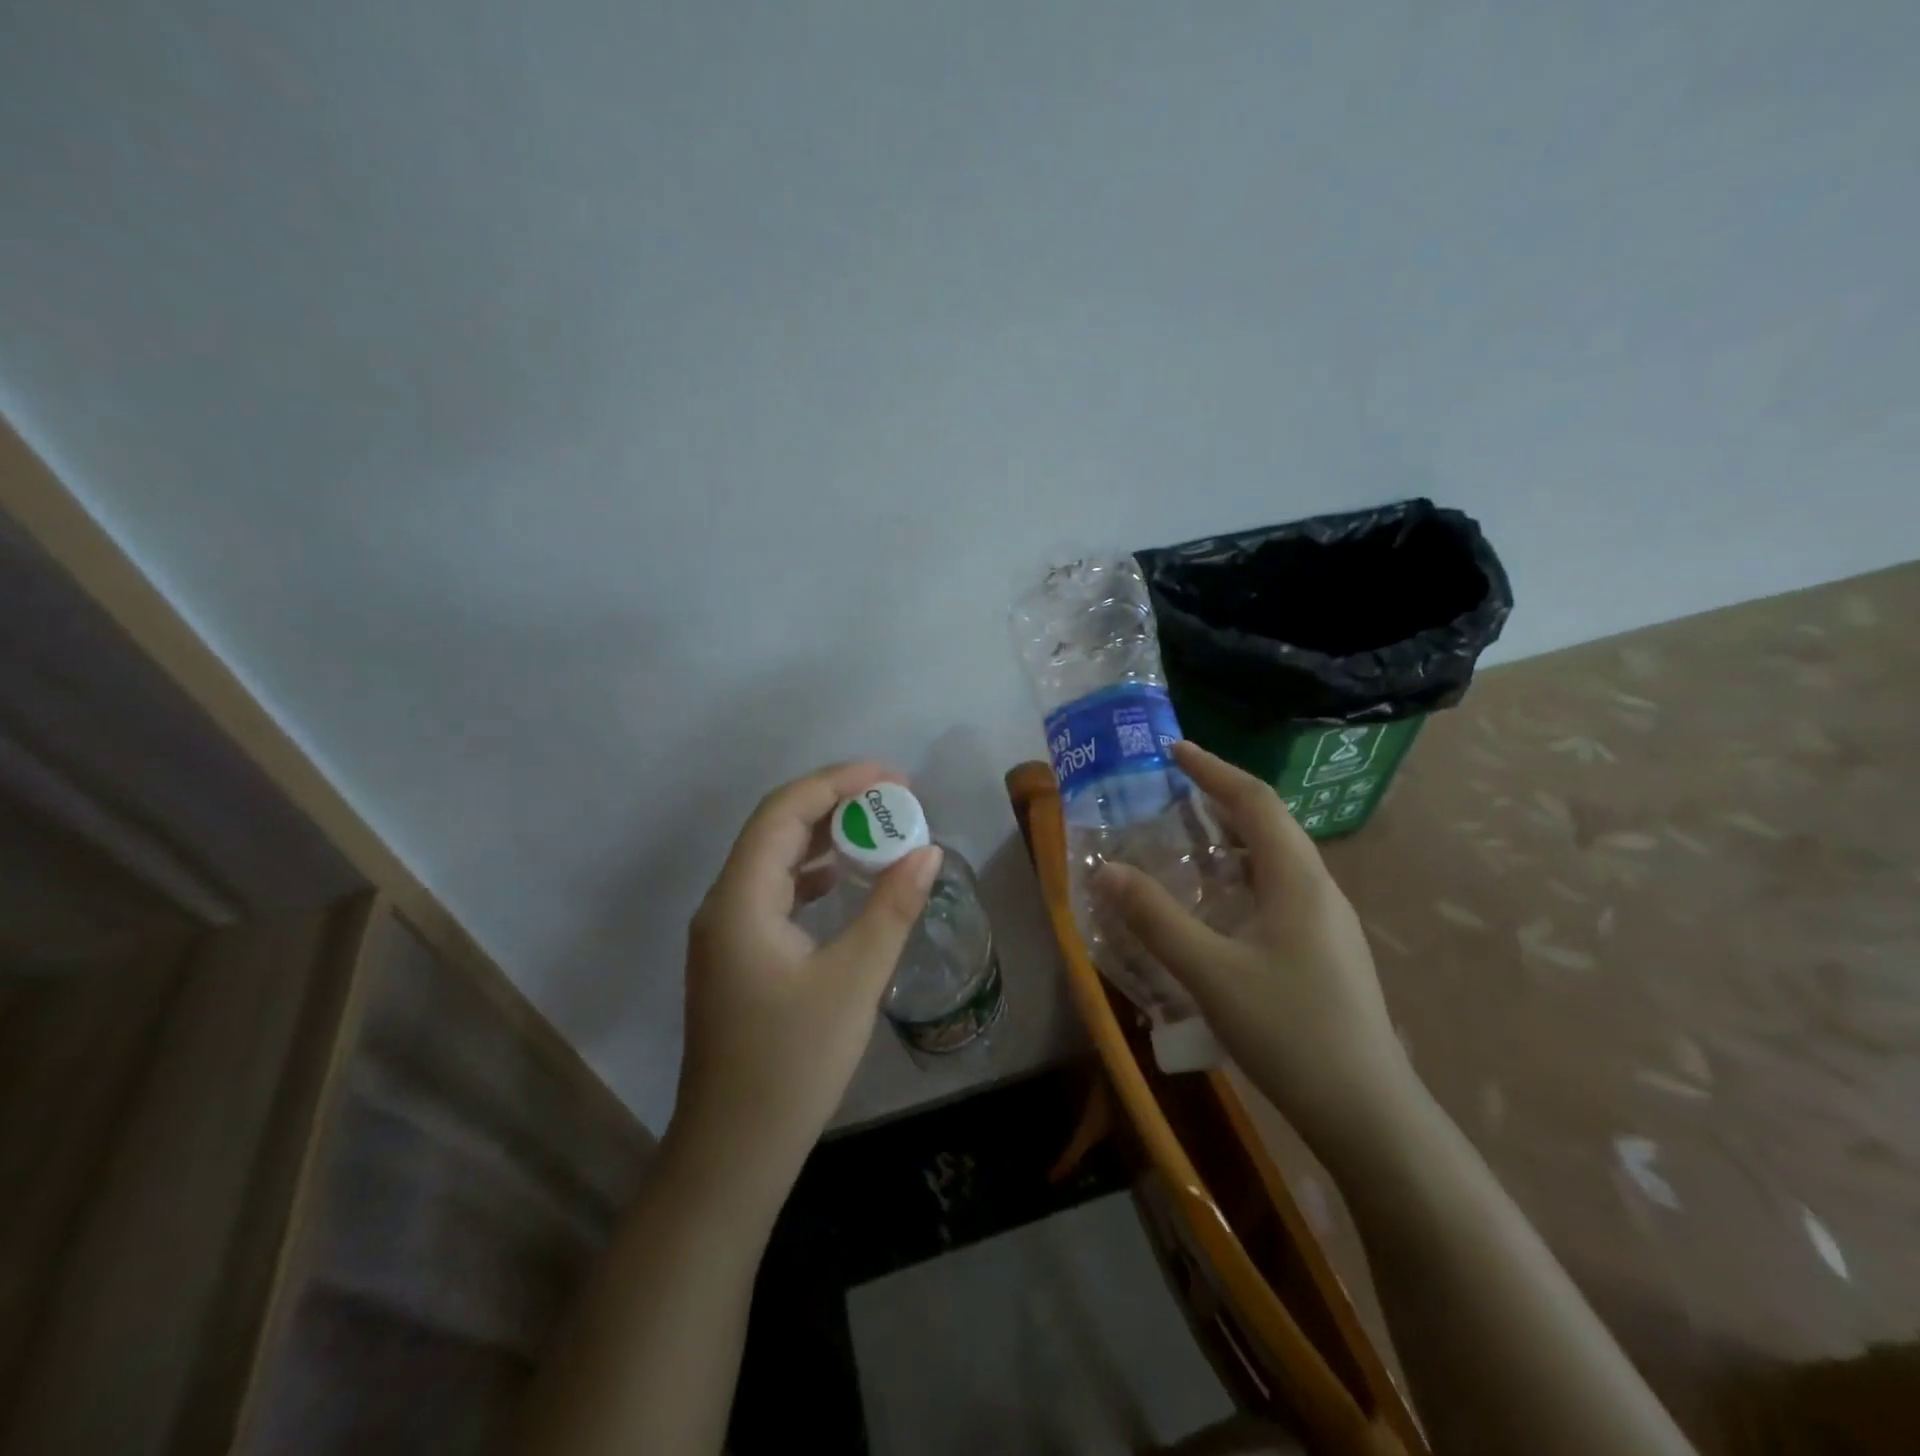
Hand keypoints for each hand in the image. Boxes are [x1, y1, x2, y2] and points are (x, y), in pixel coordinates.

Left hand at [670, 762, 941, 1213]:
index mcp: (740, 900)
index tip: (891, 778)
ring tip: (877, 830)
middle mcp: (722, 904)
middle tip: (893, 800)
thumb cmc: (793, 1064)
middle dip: (833, 804)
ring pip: (772, 860)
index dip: (837, 783)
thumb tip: (926, 851)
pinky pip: (772, 891)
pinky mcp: (735, 956)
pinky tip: (842, 881)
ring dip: (821, 838)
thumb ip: (891, 908)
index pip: (784, 812)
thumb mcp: (853, 981)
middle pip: (774, 828)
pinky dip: (810, 874)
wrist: (733, 1151)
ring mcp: (724, 932)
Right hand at [1094, 741, 1414, 1155]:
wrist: (1368, 1113)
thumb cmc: (1290, 1031)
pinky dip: (1241, 878)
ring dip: (1232, 840)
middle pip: (1270, 824)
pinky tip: (1217, 907)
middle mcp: (1319, 889)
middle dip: (1221, 799)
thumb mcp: (1210, 972)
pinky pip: (1279, 892)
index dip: (1214, 770)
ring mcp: (1328, 923)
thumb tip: (1106, 870)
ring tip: (1186, 841)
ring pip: (1276, 861)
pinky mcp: (1325, 952)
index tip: (1174, 750)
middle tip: (1172, 793)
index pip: (1255, 801)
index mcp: (1298, 879)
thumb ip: (1156, 919)